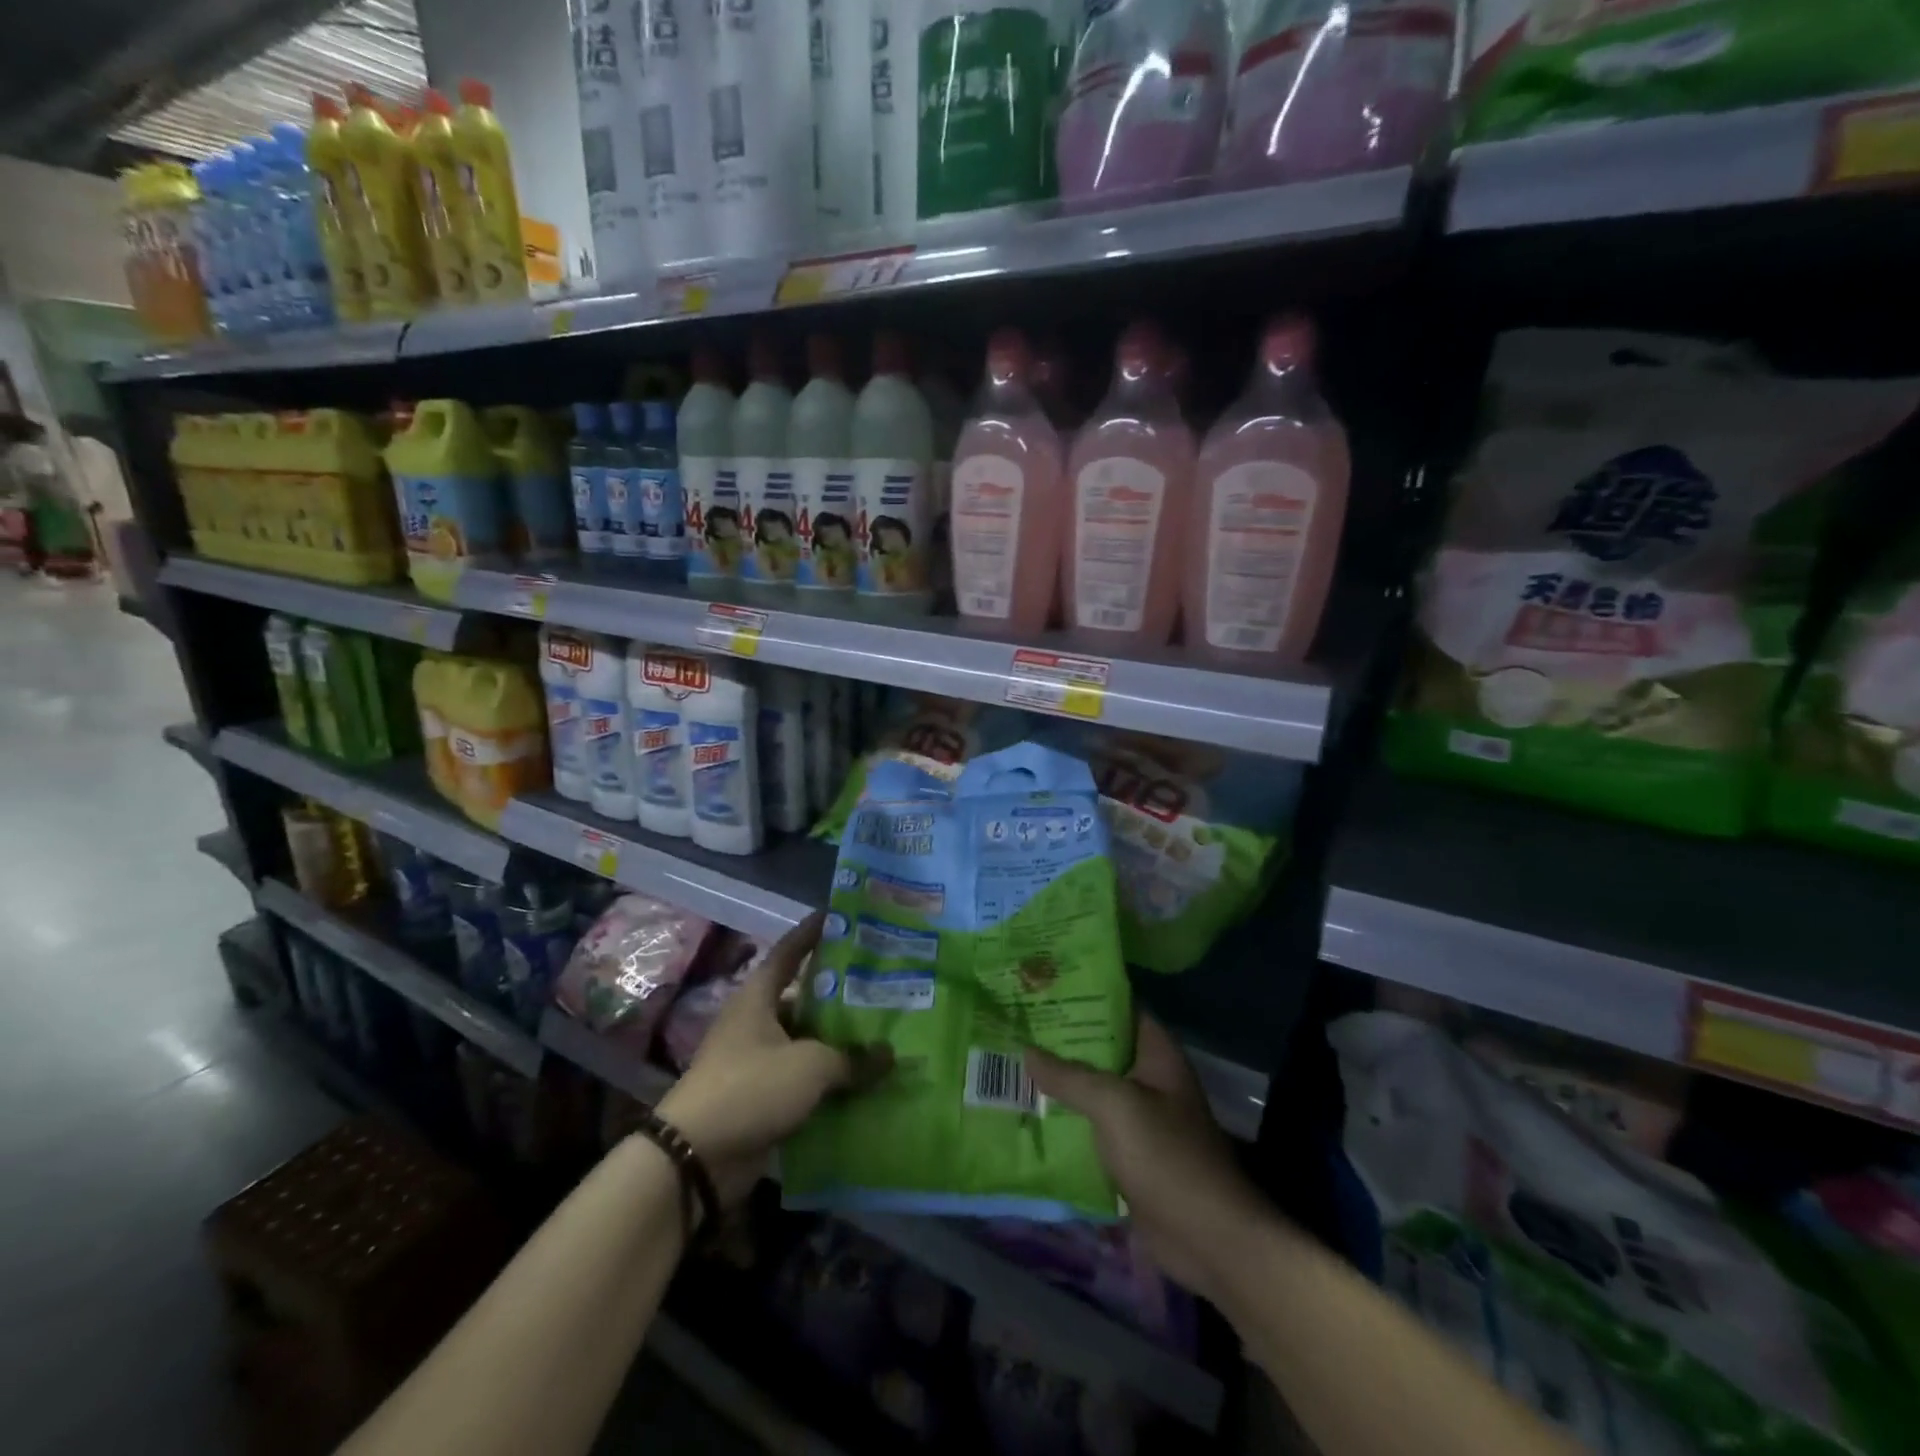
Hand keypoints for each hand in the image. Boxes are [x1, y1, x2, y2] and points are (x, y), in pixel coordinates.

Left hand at [657, 912, 890, 1204]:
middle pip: (803, 997)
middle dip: (840, 993)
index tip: (838, 915)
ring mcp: (756, 1061)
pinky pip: (803, 1079)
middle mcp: (756, 1022)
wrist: (695, 1157)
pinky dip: (829, 1080)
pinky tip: (863, 1080)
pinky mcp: (761, 1098)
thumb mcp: (810, 1066)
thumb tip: (889, 1056)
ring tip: (882, 1033)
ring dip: (838, 1041)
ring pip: (806, 1041)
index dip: (812, 931)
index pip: (788, 951)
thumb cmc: (751, 1087)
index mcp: (758, 998)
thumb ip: (853, 1058)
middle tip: (881, 983)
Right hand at [1025, 1015, 1273, 1305]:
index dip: (1084, 995)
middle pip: (1101, 1049)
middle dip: (1061, 1039)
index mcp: (1157, 1055)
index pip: (1119, 1007)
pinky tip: (1026, 1112)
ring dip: (1058, 1081)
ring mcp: (1139, 1119)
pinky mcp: (1128, 1155)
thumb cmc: (1167, 1158)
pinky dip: (1063, 1120)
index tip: (1042, 987)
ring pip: (1092, 1089)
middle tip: (1015, 1023)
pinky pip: (1090, 1127)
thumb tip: (1025, 1051)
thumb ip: (1070, 1076)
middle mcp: (1148, 1080)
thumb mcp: (1115, 1105)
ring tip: (1010, 1061)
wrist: (1208, 1241)